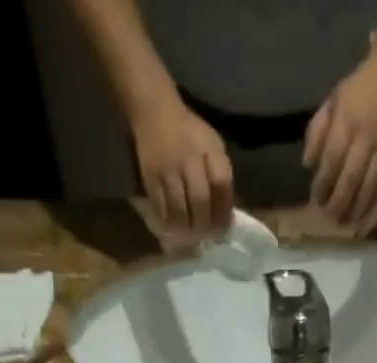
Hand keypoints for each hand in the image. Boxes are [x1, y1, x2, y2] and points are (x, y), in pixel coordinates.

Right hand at [131, 97, 233, 236]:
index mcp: (209, 149)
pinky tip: (174, 227)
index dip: (224, 211)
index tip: (224, 228)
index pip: (221, 185)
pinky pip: (161, 208)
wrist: (154, 111)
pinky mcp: (150, 177)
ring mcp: (168, 169)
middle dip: (205, 224)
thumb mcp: (212, 145)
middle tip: (206, 237)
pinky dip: (169, 221)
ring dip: (187, 228)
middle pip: (200, 201)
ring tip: (190, 236)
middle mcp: (189, 159)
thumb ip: (220, 174)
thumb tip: (226, 212)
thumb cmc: (189, 133)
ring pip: (180, 209)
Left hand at [306, 55, 376, 229]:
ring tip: (345, 225)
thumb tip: (307, 165)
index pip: (332, 160)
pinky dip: (376, 210)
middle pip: (350, 179)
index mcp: (347, 121)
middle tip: (328, 217)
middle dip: (338, 202)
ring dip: (355, 211)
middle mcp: (366, 138)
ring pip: (369, 188)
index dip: (322, 184)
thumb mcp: (332, 101)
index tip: (315, 200)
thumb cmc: (359, 88)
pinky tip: (366, 225)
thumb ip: (317, 131)